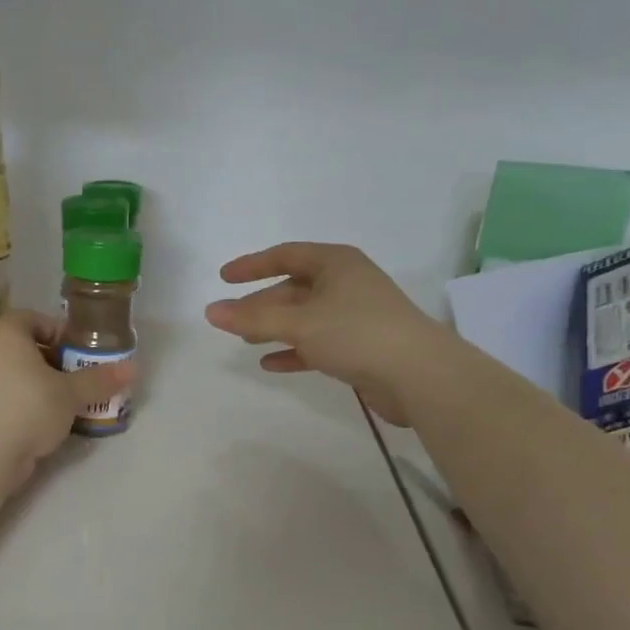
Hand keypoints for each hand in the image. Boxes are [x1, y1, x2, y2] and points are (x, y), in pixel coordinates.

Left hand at [0, 311, 133, 471]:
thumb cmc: (29, 405)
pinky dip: (26, 408)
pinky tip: (47, 426)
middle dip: (55, 364)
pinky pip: (7, 400)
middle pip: (26, 349)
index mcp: (6, 332)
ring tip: (69, 406)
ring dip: (42, 389)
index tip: (81, 353)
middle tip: (80, 380)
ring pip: (16, 377)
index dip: (60, 333)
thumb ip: (100, 380)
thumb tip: (134, 369)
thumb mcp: (71, 393)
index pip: (34, 319)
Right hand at [204, 242, 450, 424]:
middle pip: (294, 288)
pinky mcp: (360, 346)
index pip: (285, 255)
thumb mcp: (298, 323)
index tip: (224, 278)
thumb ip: (252, 319)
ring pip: (305, 317)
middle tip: (232, 319)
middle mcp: (347, 283)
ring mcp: (355, 315)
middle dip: (262, 304)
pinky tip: (271, 364)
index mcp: (336, 263)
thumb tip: (210, 312)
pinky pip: (317, 342)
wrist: (419, 375)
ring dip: (275, 328)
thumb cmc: (356, 333)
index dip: (252, 265)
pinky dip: (294, 350)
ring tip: (247, 341)